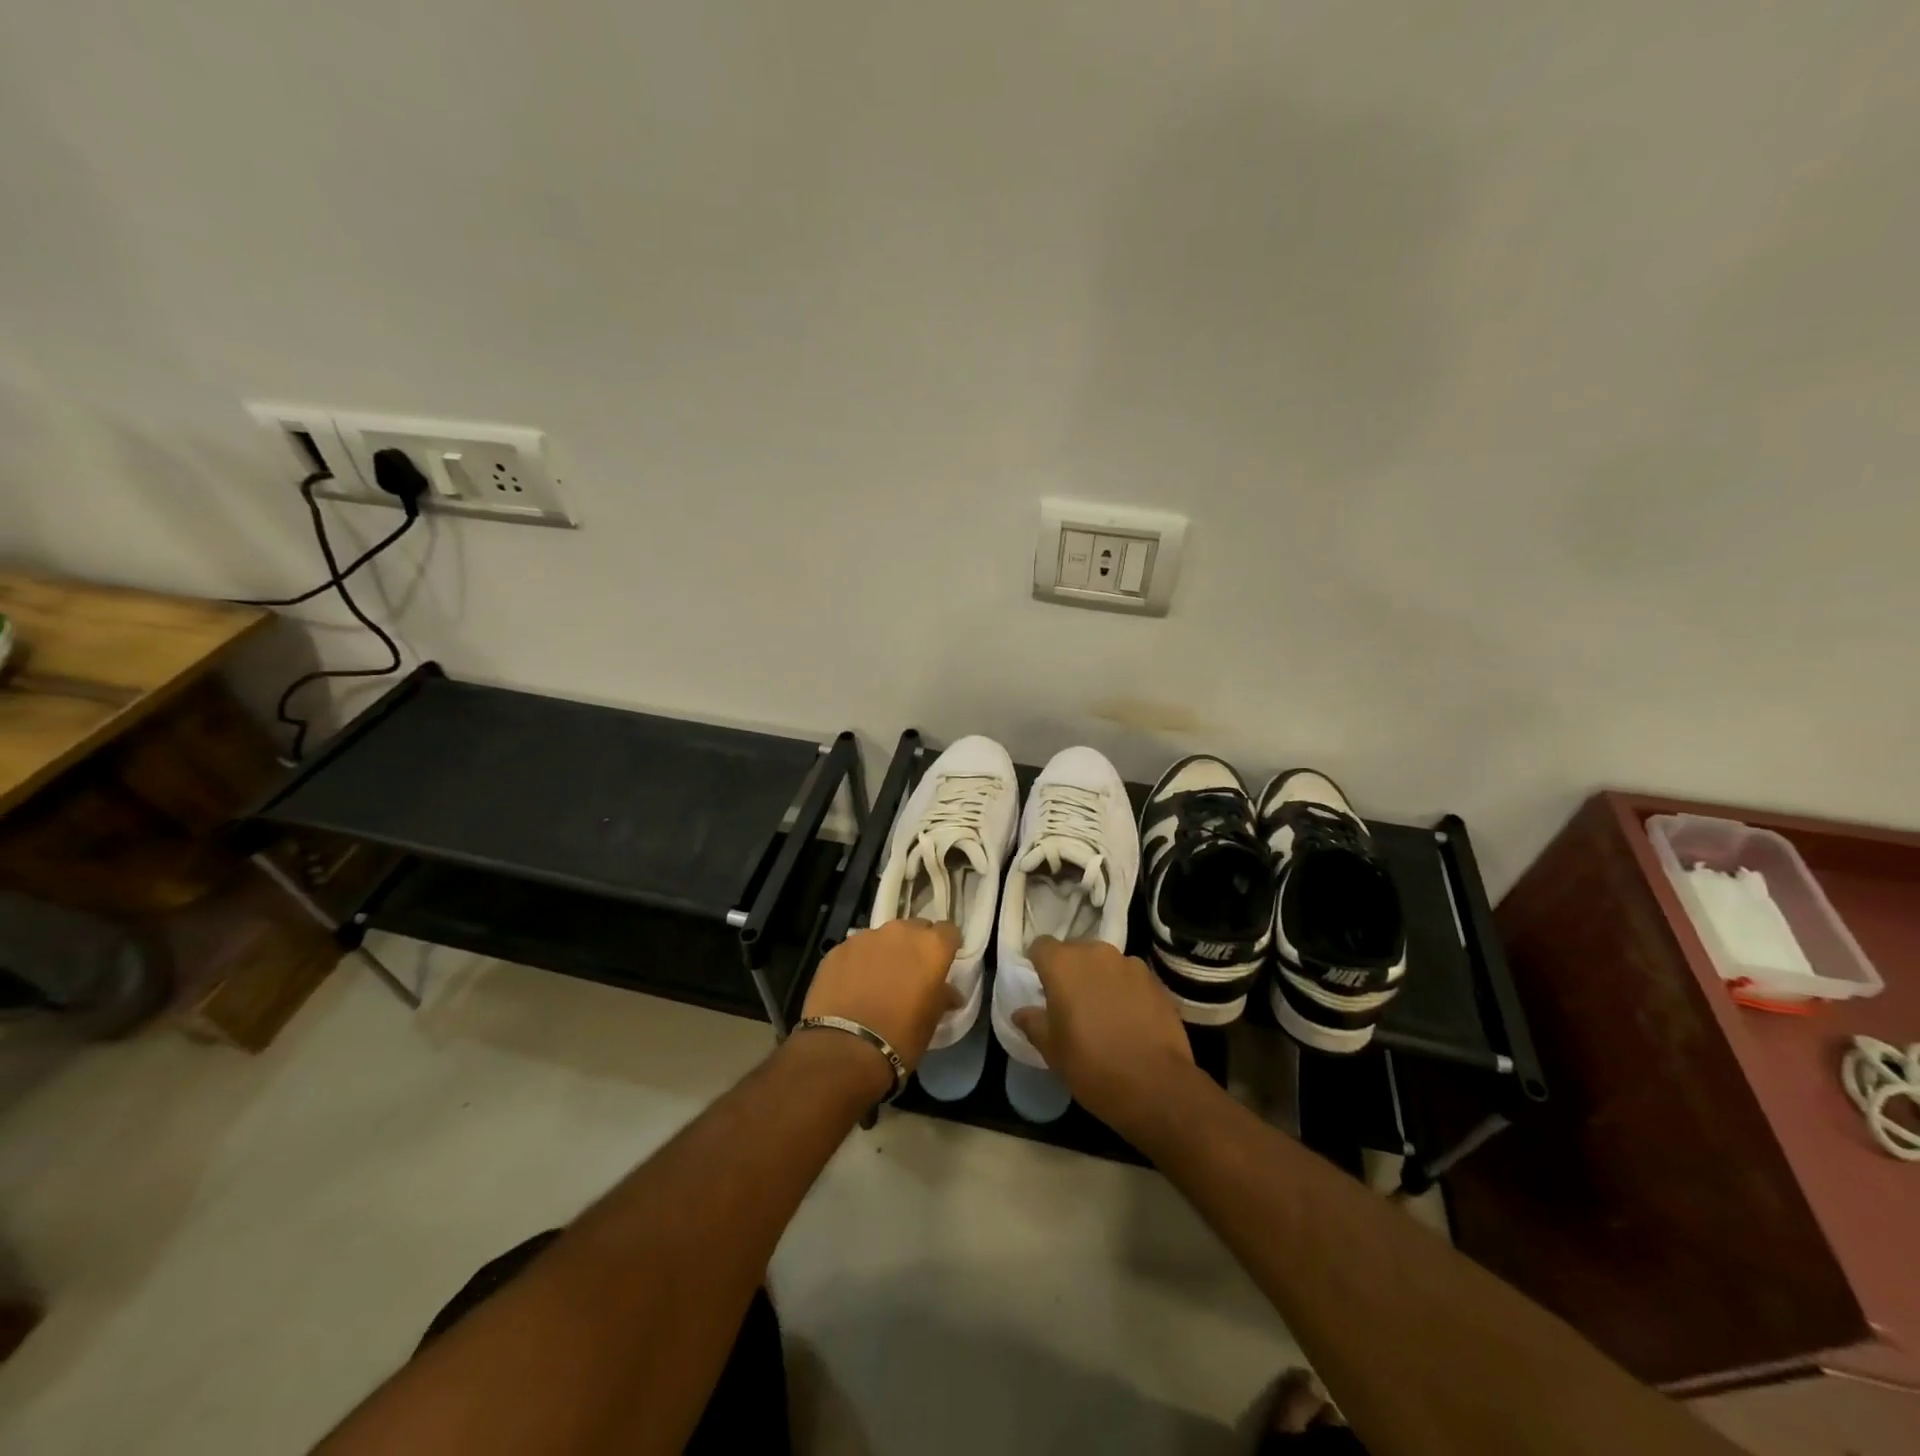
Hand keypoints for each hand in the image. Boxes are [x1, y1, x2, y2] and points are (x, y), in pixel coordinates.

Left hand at [800, 919, 961, 1072]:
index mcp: (931, 946)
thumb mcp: (932, 1019)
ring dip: (885, 952)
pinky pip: (856, 949)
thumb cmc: (901, 1036)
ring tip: (878, 980)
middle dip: (915, 945)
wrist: (845, 1048)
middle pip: (915, 928)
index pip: (949, 931)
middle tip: (911, 972)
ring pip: (883, 937)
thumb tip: (950, 993)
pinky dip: (859, 962)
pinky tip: (853, 986)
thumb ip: (943, 996)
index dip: (946, 946)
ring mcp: (866, 937)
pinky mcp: (838, 949)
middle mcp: (900, 932)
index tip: (942, 962)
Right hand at [1012, 936, 1195, 1136]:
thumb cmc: (1092, 1066)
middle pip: (1075, 951)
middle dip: (1070, 971)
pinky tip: (1129, 1019)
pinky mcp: (1155, 980)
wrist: (1156, 1086)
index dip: (1038, 963)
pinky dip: (1125, 990)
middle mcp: (1096, 953)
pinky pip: (1130, 977)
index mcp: (1063, 965)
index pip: (1041, 946)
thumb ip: (1033, 1023)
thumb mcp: (1052, 1050)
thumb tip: (1021, 1012)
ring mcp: (1130, 964)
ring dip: (1099, 979)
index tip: (1040, 985)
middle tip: (1070, 1002)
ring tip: (1103, 1011)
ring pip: (1105, 964)